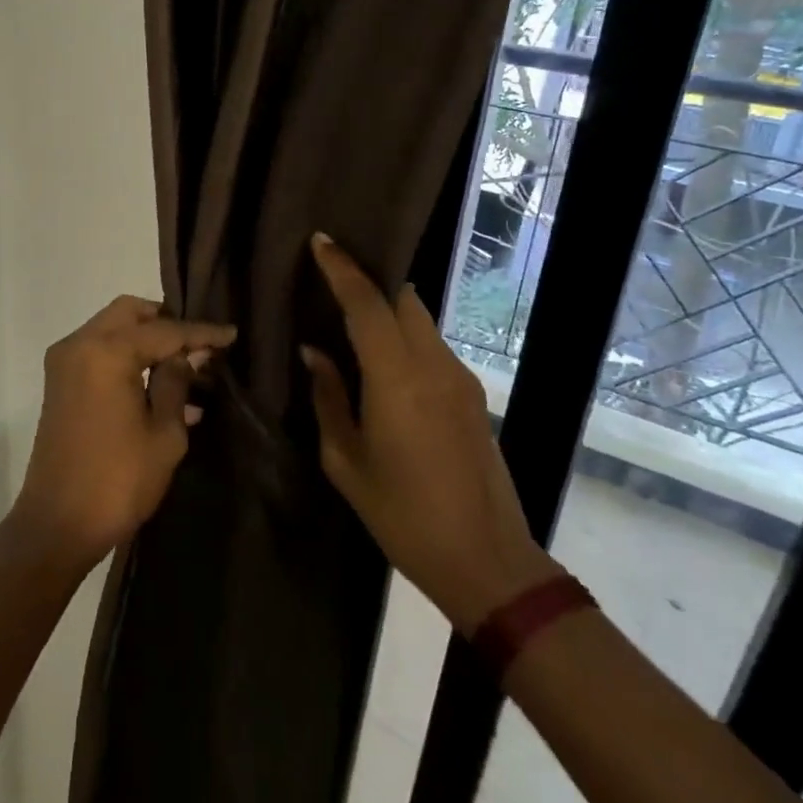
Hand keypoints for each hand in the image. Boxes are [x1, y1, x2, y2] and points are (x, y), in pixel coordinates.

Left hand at [13, 296, 235, 568]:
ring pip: (112, 328)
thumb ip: (177, 383)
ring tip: (186, 366)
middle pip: (130, 313)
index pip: (164, 330)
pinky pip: (99, 352)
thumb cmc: (117, 481)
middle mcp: (80, 344)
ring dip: (146, 340)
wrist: (57, 526)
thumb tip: (188, 355)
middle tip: (200, 344)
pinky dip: (127, 356)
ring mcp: (65, 362)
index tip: (231, 334)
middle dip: (166, 322)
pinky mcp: (59, 382)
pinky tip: (160, 385)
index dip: (201, 332)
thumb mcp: (163, 434)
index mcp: (106, 352)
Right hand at [303, 234, 559, 630]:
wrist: (488, 561)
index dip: (342, 268)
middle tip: (333, 278)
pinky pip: (431, 344)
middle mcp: (433, 365)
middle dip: (369, 281)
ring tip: (352, 319)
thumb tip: (314, 353)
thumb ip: (328, 398)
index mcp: (396, 380)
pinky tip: (383, 359)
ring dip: (388, 309)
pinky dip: (404, 335)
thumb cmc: (404, 516)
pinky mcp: (472, 394)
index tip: (320, 241)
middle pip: (403, 299)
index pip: (366, 304)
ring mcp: (459, 378)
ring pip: (420, 320)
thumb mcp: (346, 461)